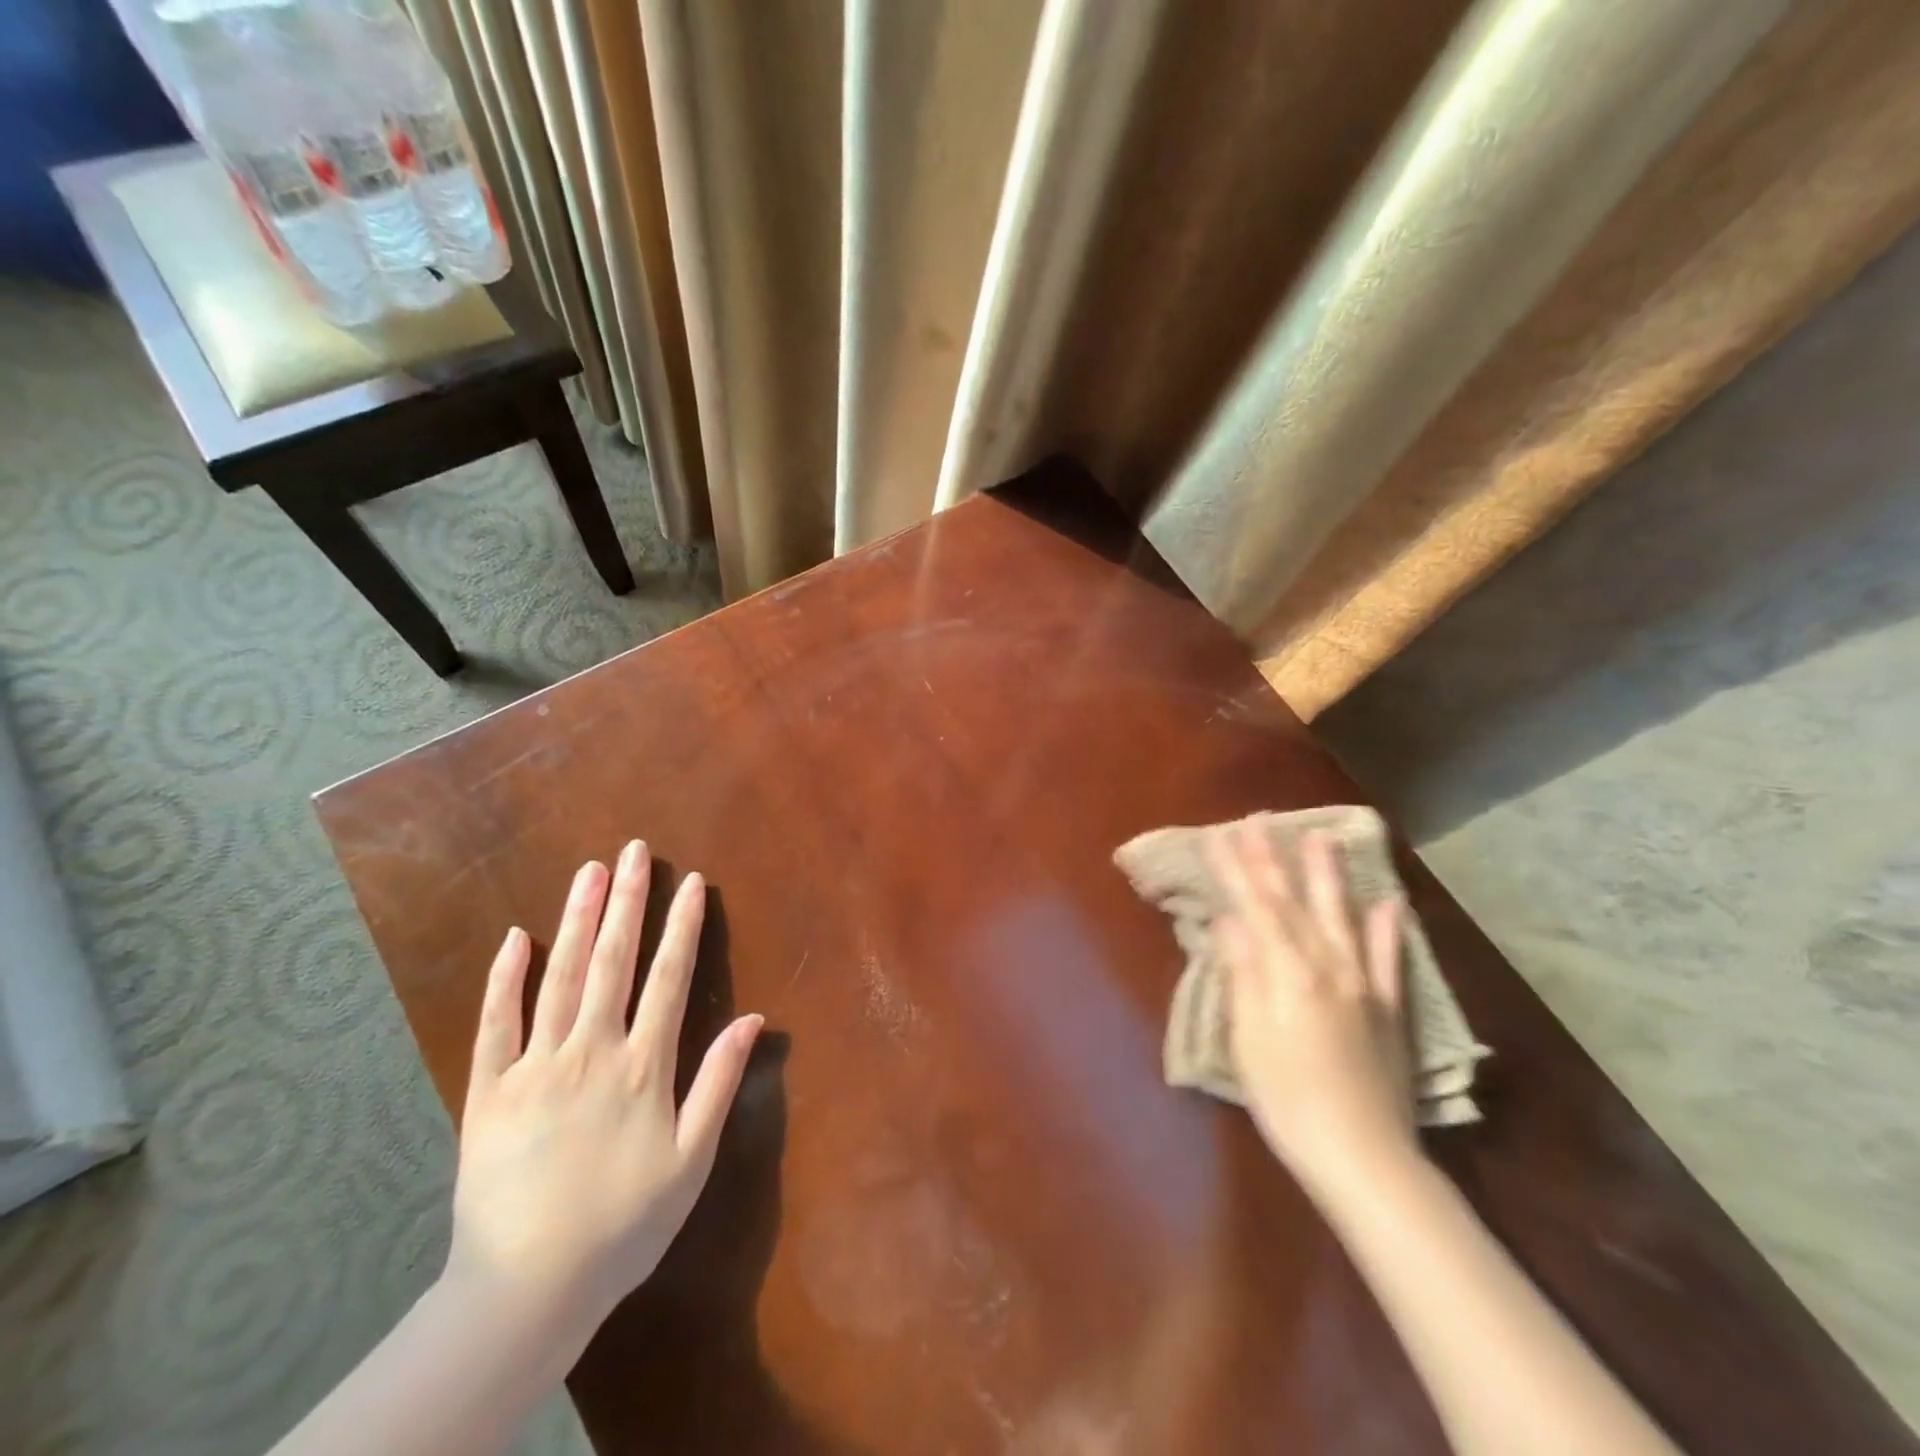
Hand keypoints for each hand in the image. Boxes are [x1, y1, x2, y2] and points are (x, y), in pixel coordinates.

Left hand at [445, 842, 761, 1346]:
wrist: (526, 1290)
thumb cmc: (624, 1224)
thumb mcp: (692, 1160)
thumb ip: (720, 1082)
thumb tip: (755, 1019)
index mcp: (643, 1066)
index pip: (669, 978)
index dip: (683, 926)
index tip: (691, 883)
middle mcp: (591, 1051)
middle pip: (613, 961)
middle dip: (628, 901)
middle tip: (634, 851)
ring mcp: (535, 1067)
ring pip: (559, 977)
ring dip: (576, 920)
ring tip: (589, 871)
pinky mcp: (489, 1091)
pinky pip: (495, 1024)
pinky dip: (505, 978)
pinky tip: (514, 938)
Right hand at [1208, 825, 1417, 1202]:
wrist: (1361, 1155)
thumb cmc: (1286, 1097)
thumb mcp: (1248, 1036)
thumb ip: (1242, 972)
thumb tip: (1230, 919)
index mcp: (1287, 972)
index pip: (1255, 906)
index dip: (1235, 869)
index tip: (1219, 835)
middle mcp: (1327, 966)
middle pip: (1294, 902)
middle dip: (1272, 859)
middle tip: (1259, 820)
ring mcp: (1363, 985)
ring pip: (1342, 917)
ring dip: (1328, 875)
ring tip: (1321, 836)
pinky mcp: (1388, 1009)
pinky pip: (1389, 960)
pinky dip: (1388, 929)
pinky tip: (1390, 902)